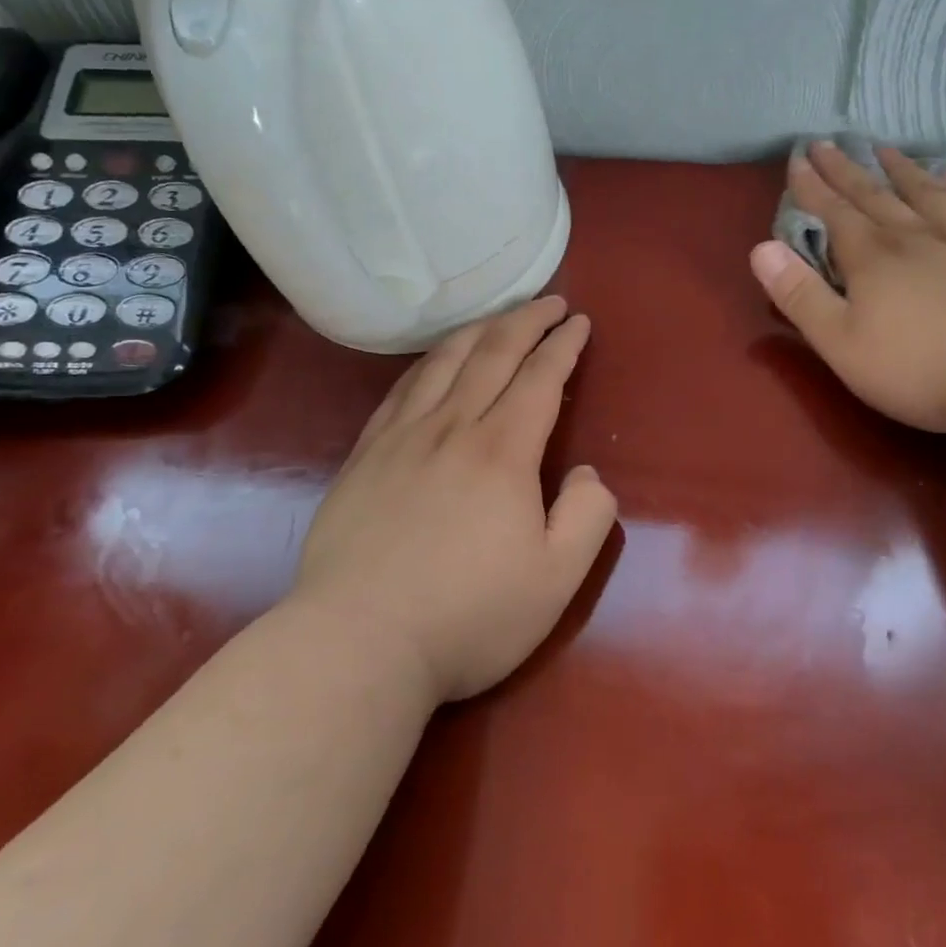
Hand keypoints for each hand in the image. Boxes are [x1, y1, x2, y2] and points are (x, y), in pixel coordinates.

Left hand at [292, 296, 616, 703]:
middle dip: (526, 321)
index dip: (563, 344)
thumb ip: (588, 517)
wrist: (357, 644)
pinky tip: (433, 362)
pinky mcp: (364, 458)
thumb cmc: (469, 616)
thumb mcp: (556, 579)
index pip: (540, 377)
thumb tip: (586, 473)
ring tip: (498, 317)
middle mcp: (451, 428)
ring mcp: (400, 439)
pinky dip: (427, 362)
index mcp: (503, 451)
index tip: (578, 322)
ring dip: (478, 330)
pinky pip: (400, 390)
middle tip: (549, 302)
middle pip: (492, 354)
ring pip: (443, 362)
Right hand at [750, 142, 945, 435]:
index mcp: (872, 259)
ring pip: (925, 194)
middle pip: (874, 196)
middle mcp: (915, 237)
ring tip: (886, 149)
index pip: (834, 213)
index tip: (798, 158)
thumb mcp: (842, 343)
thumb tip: (761, 250)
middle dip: (847, 171)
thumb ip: (800, 296)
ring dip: (901, 170)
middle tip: (829, 143)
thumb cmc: (921, 368)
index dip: (812, 187)